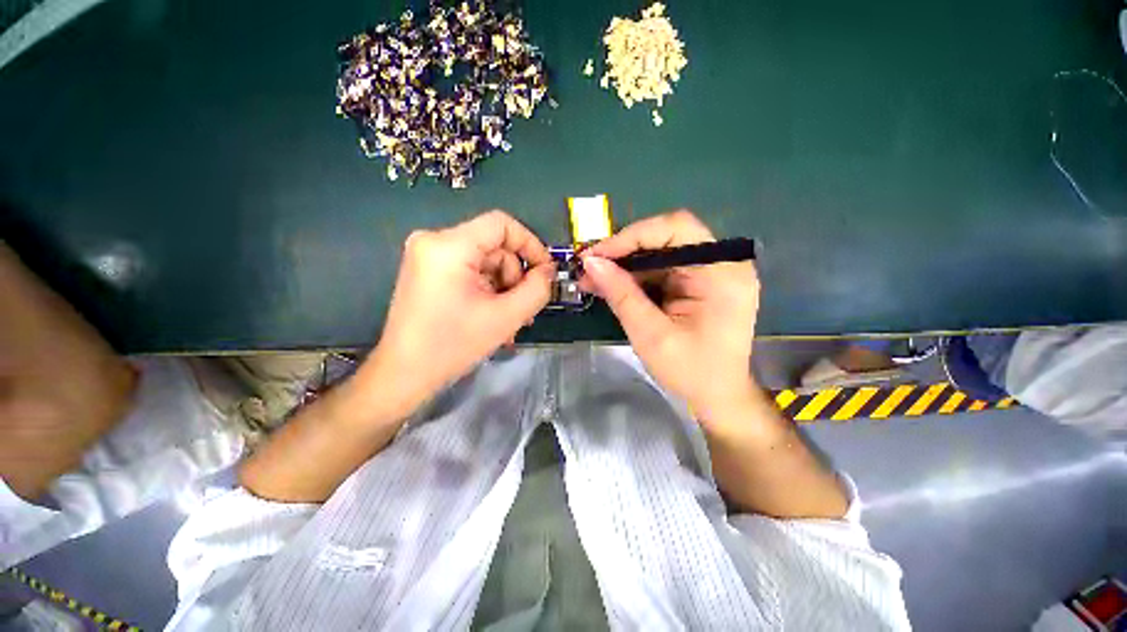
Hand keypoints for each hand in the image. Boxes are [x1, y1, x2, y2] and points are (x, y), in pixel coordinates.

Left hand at [362, 211, 554, 416]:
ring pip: (485, 260)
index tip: (544, 272)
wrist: (405, 374)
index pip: (501, 224)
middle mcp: (434, 241)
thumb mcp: (506, 317)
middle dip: (514, 276)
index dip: (530, 244)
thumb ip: (537, 289)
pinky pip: (470, 270)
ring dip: (502, 287)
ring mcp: (428, 255)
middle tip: (522, 308)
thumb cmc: (453, 346)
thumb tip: (547, 272)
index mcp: (449, 246)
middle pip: (494, 246)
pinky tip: (491, 314)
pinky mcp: (428, 270)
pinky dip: (487, 289)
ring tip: (507, 317)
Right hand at [579, 210, 759, 426]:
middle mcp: (722, 263)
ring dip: (625, 263)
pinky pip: (662, 267)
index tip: (596, 255)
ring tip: (593, 277)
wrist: (718, 396)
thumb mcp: (651, 335)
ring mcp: (711, 271)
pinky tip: (612, 284)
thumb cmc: (691, 372)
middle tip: (590, 265)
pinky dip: (636, 275)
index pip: (677, 229)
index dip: (632, 236)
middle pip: (667, 236)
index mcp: (722, 273)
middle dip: (625, 250)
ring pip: (660, 251)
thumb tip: (590, 263)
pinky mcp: (699, 282)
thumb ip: (622, 295)